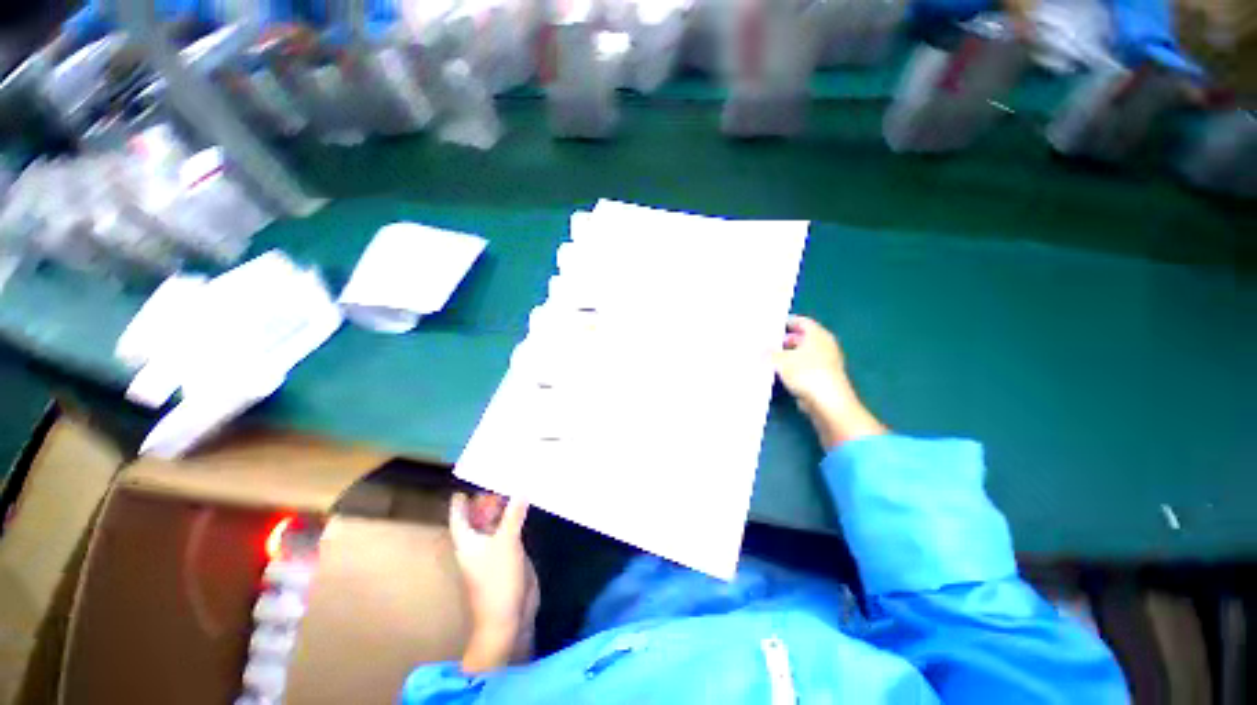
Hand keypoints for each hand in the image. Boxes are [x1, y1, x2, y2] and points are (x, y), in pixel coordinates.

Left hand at [449, 493, 538, 672]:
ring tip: (514, 484)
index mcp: (467, 540)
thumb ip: (513, 515)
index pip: (459, 515)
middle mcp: (478, 542)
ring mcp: (494, 549)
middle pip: (478, 516)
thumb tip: (521, 489)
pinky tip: (525, 506)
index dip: (461, 500)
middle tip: (499, 476)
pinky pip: (510, 529)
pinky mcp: (509, 554)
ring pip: (496, 522)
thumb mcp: (506, 543)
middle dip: (487, 498)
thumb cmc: (497, 580)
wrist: (508, 617)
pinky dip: (515, 517)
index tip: (467, 482)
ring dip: (504, 507)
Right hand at [775, 316, 885, 449]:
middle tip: (766, 342)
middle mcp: (824, 345)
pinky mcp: (823, 377)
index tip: (771, 325)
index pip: (801, 321)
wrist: (828, 403)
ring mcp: (826, 362)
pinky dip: (793, 367)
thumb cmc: (806, 373)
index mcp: (817, 335)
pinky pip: (804, 367)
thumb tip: (758, 348)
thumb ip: (768, 352)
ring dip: (788, 355)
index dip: (787, 322)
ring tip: (768, 357)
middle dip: (785, 339)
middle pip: (803, 337)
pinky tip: (779, 372)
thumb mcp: (780, 360)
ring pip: (803, 353)